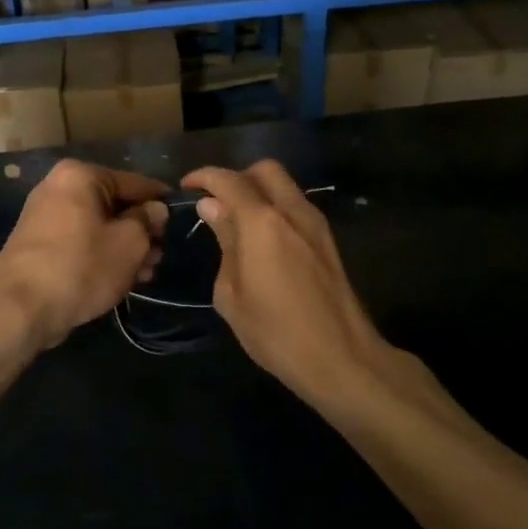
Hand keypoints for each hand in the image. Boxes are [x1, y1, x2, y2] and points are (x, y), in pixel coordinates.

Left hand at [0, 160, 167, 348]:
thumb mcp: (129, 243)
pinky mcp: (38, 245)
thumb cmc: (81, 267)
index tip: (180, 218)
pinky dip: (101, 255)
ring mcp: (45, 216)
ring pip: (98, 226)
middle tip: (160, 257)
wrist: (20, 309)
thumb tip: (155, 210)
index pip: (134, 182)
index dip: (160, 202)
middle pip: (114, 205)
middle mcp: (58, 187)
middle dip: (141, 231)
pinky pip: (80, 242)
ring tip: (145, 274)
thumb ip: (148, 221)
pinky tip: (121, 278)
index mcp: (80, 176)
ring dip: (124, 248)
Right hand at [182, 160, 389, 401]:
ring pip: (285, 186)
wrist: (341, 358)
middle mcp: (292, 211)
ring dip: (258, 191)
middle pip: (264, 170)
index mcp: (262, 222)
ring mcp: (315, 223)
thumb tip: (212, 208)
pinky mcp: (328, 240)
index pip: (229, 180)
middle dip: (236, 177)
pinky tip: (263, 238)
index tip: (186, 187)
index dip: (204, 177)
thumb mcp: (232, 294)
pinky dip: (276, 208)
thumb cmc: (275, 333)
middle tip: (216, 202)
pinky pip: (296, 206)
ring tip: (237, 221)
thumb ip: (224, 242)